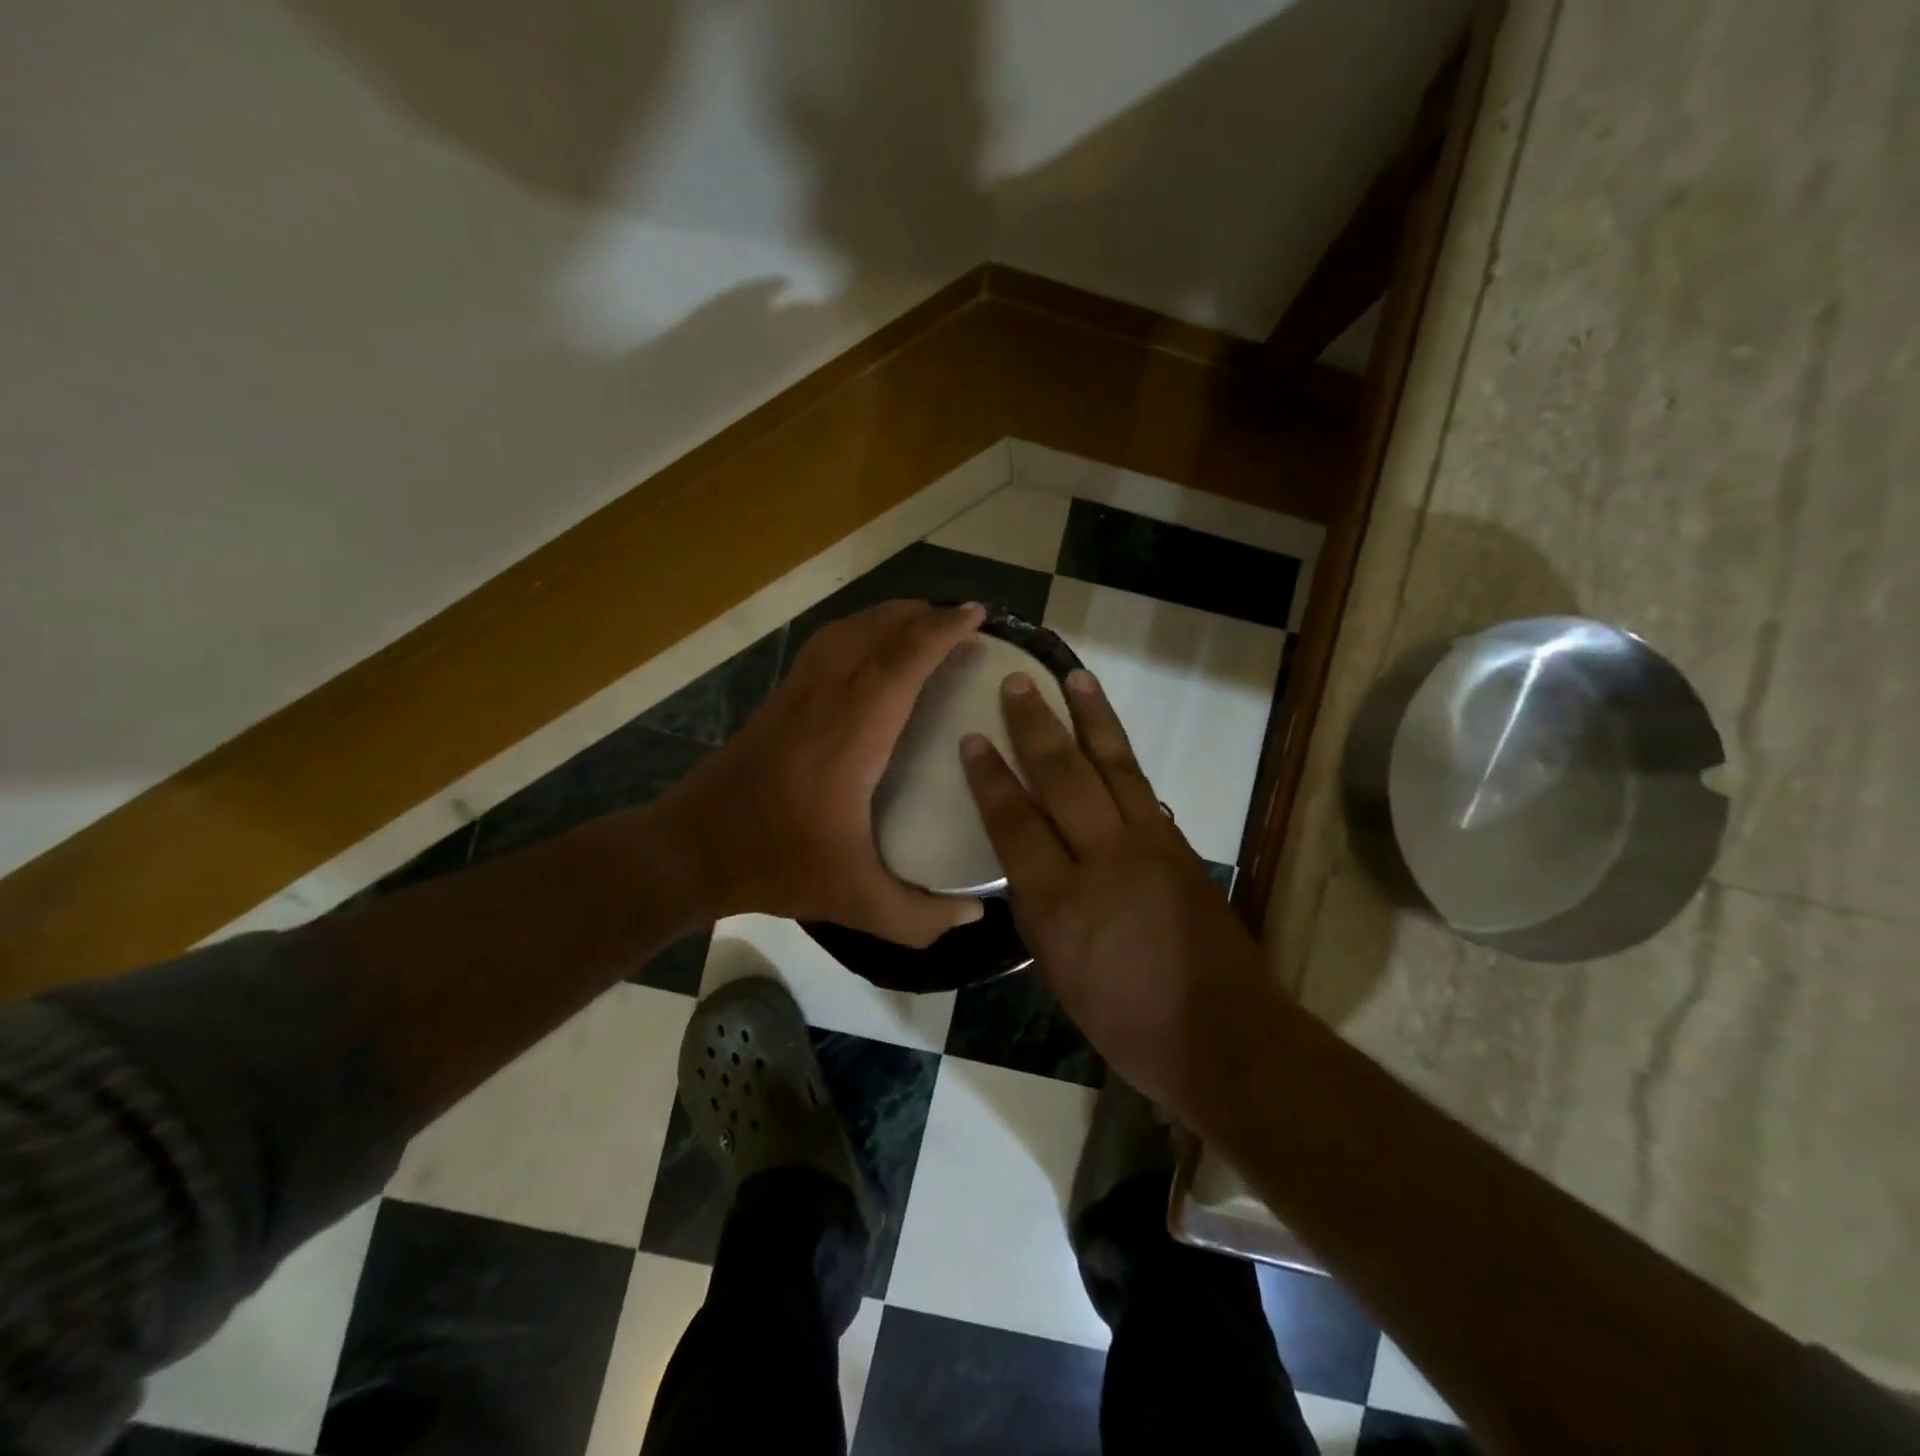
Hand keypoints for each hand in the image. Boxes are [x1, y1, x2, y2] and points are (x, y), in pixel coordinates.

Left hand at [659, 601, 987, 947]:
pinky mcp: (778, 700)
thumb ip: (918, 917)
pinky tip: (871, 650)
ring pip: (847, 631)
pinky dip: (859, 631)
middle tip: (962, 618)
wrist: (690, 851)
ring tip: (924, 623)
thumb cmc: (776, 865)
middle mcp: (824, 700)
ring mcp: (795, 694)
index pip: (900, 662)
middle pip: (875, 632)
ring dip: (889, 618)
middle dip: (922, 615)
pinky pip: (827, 646)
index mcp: (850, 736)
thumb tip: (974, 916)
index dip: (940, 632)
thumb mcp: (854, 902)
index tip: (976, 617)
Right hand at [960, 669, 1280, 1117]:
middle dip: (1036, 725)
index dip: (991, 778)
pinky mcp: (1179, 845)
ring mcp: (1148, 845)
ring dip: (1091, 717)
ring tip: (1074, 677)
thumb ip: (1039, 911)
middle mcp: (1102, 860)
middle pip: (1062, 777)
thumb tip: (1030, 865)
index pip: (1015, 823)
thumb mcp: (1059, 975)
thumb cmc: (1127, 1023)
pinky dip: (1122, 755)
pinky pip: (1142, 787)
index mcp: (1059, 904)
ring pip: (1112, 765)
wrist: (1223, 1035)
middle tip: (1017, 682)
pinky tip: (1110, 736)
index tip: (972, 738)